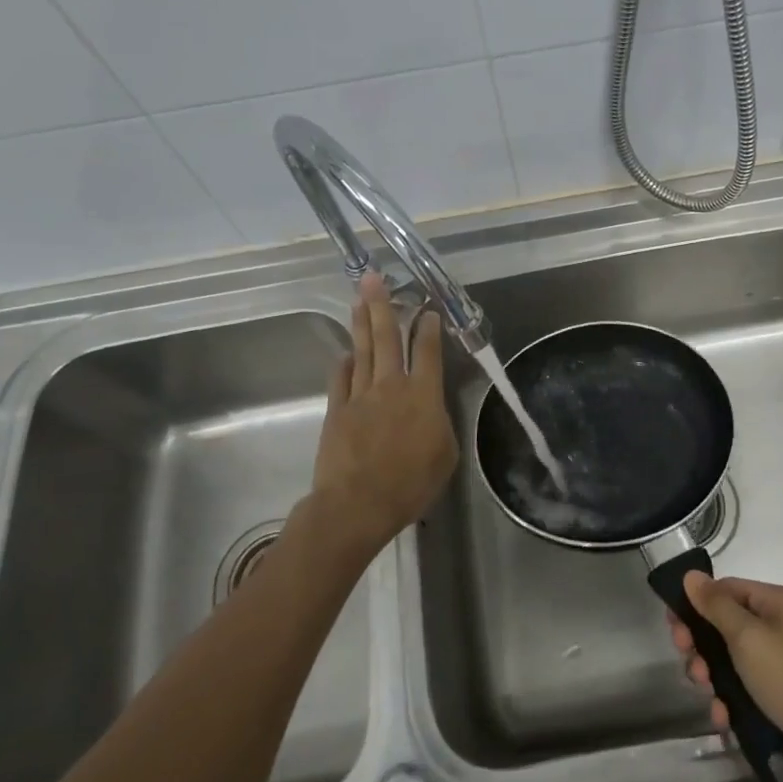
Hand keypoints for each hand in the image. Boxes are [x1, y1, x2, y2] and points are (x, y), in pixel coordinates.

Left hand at [307, 272, 457, 554]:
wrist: (358, 503)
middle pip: (387, 338)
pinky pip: (342, 377)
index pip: (427, 350)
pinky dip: (345, 362)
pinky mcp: (338, 409)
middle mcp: (392, 385)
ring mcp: (361, 395)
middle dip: (383, 305)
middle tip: (375, 278)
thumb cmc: (411, 483)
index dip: (427, 327)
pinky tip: (347, 351)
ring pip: (363, 350)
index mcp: (424, 394)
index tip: (427, 309)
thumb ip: (440, 423)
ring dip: (362, 323)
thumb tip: (431, 409)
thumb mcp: (445, 455)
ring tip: (360, 299)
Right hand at [668, 572, 782, 761]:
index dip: (697, 604)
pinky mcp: (782, 698)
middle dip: (702, 646)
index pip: (727, 589)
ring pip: (732, 661)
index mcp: (777, 603)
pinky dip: (731, 702)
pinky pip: (746, 690)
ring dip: (713, 678)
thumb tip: (691, 575)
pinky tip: (724, 720)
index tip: (673, 627)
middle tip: (692, 667)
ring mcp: (782, 664)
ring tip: (709, 697)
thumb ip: (716, 606)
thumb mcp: (748, 637)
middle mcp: (780, 627)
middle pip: (726, 626)